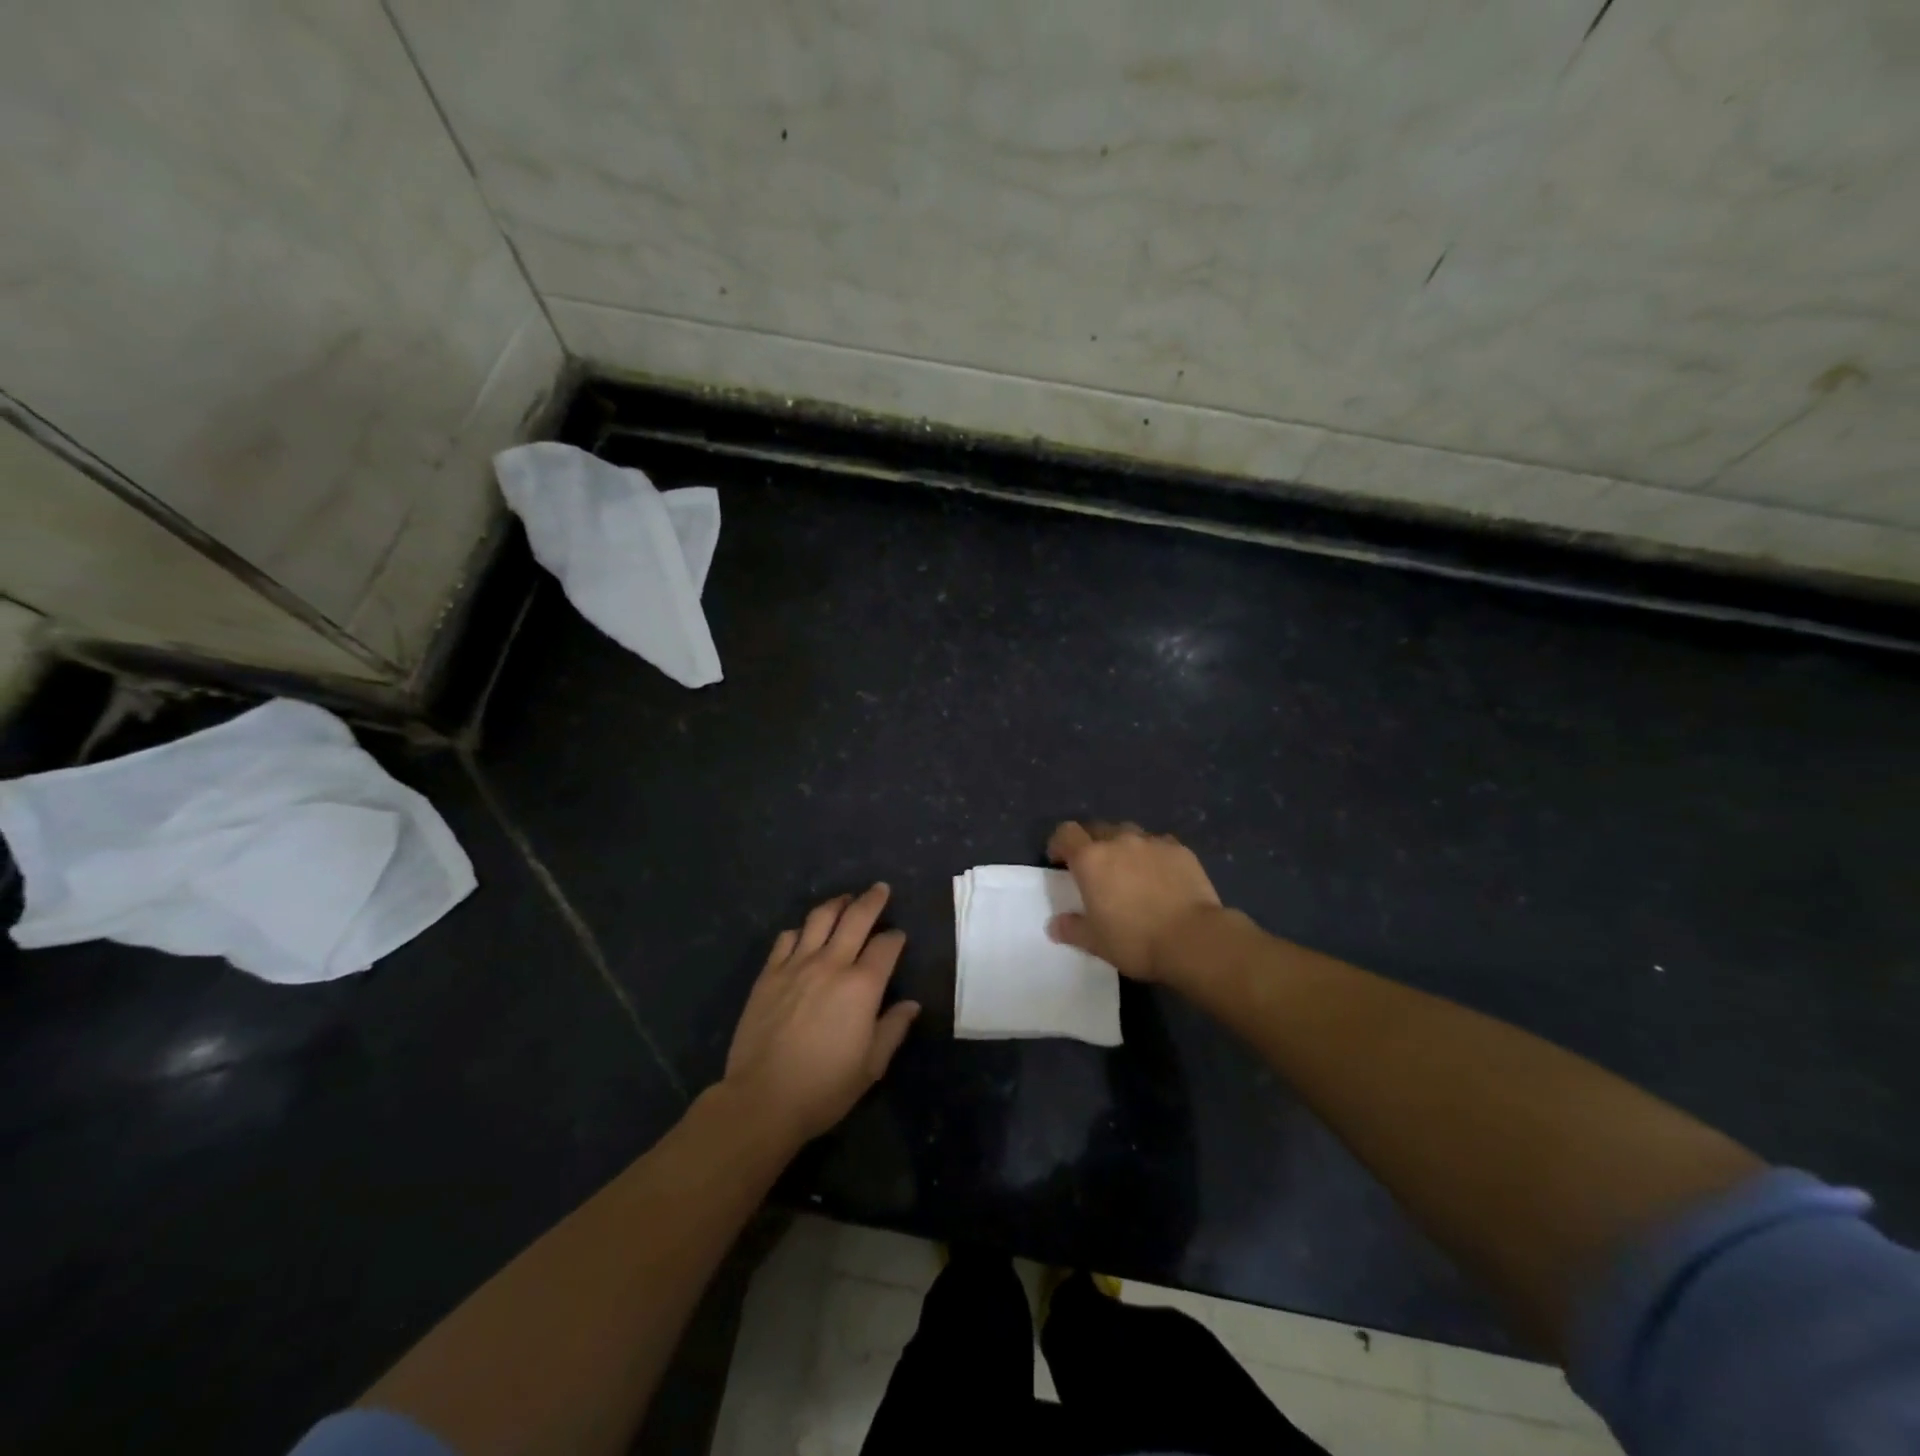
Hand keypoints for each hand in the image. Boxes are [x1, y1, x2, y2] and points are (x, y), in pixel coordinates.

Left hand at [723, 884, 920, 1142]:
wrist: (763, 1098)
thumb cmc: (824, 1087)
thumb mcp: (871, 1066)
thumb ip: (893, 1029)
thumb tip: (911, 1005)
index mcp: (862, 985)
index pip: (886, 946)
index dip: (896, 938)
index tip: (899, 938)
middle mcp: (831, 964)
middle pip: (856, 918)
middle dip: (872, 900)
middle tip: (880, 888)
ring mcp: (796, 965)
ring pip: (819, 918)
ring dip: (836, 904)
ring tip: (844, 900)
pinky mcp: (769, 974)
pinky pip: (786, 938)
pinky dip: (800, 930)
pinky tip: (804, 934)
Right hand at [1046, 820, 1222, 982]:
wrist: (1193, 939)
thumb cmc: (1135, 941)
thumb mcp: (1096, 942)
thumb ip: (1072, 929)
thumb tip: (1054, 925)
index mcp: (1091, 859)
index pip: (1066, 833)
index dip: (1059, 843)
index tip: (1059, 861)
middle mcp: (1119, 841)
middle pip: (1097, 829)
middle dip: (1091, 843)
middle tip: (1095, 869)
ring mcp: (1152, 842)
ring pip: (1129, 834)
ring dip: (1122, 846)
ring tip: (1129, 870)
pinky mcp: (1180, 850)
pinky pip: (1158, 844)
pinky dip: (1152, 854)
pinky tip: (1160, 876)